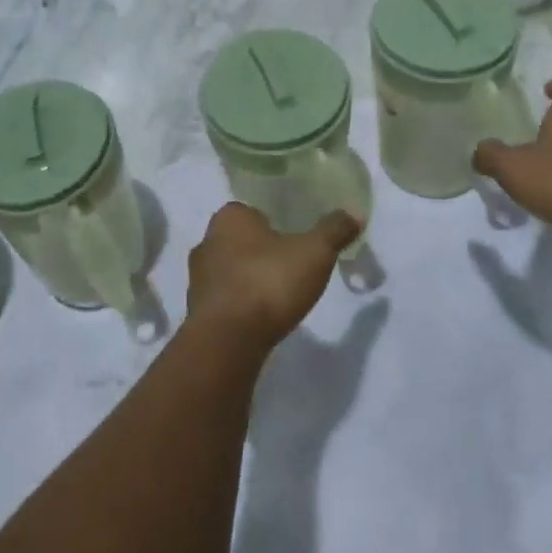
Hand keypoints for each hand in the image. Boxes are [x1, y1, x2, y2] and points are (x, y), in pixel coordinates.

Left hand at [186, 203, 361, 354]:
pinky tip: (259, 319)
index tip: (295, 242)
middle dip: (261, 252)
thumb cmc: (269, 282)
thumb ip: (334, 230)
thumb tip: (354, 213)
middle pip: (240, 241)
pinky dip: (240, 305)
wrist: (228, 340)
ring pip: (230, 271)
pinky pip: (224, 300)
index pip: (253, 212)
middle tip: (289, 268)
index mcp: (229, 217)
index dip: (274, 224)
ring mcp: (197, 278)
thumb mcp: (314, 252)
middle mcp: (206, 241)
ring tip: (277, 296)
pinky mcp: (197, 311)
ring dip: (249, 280)